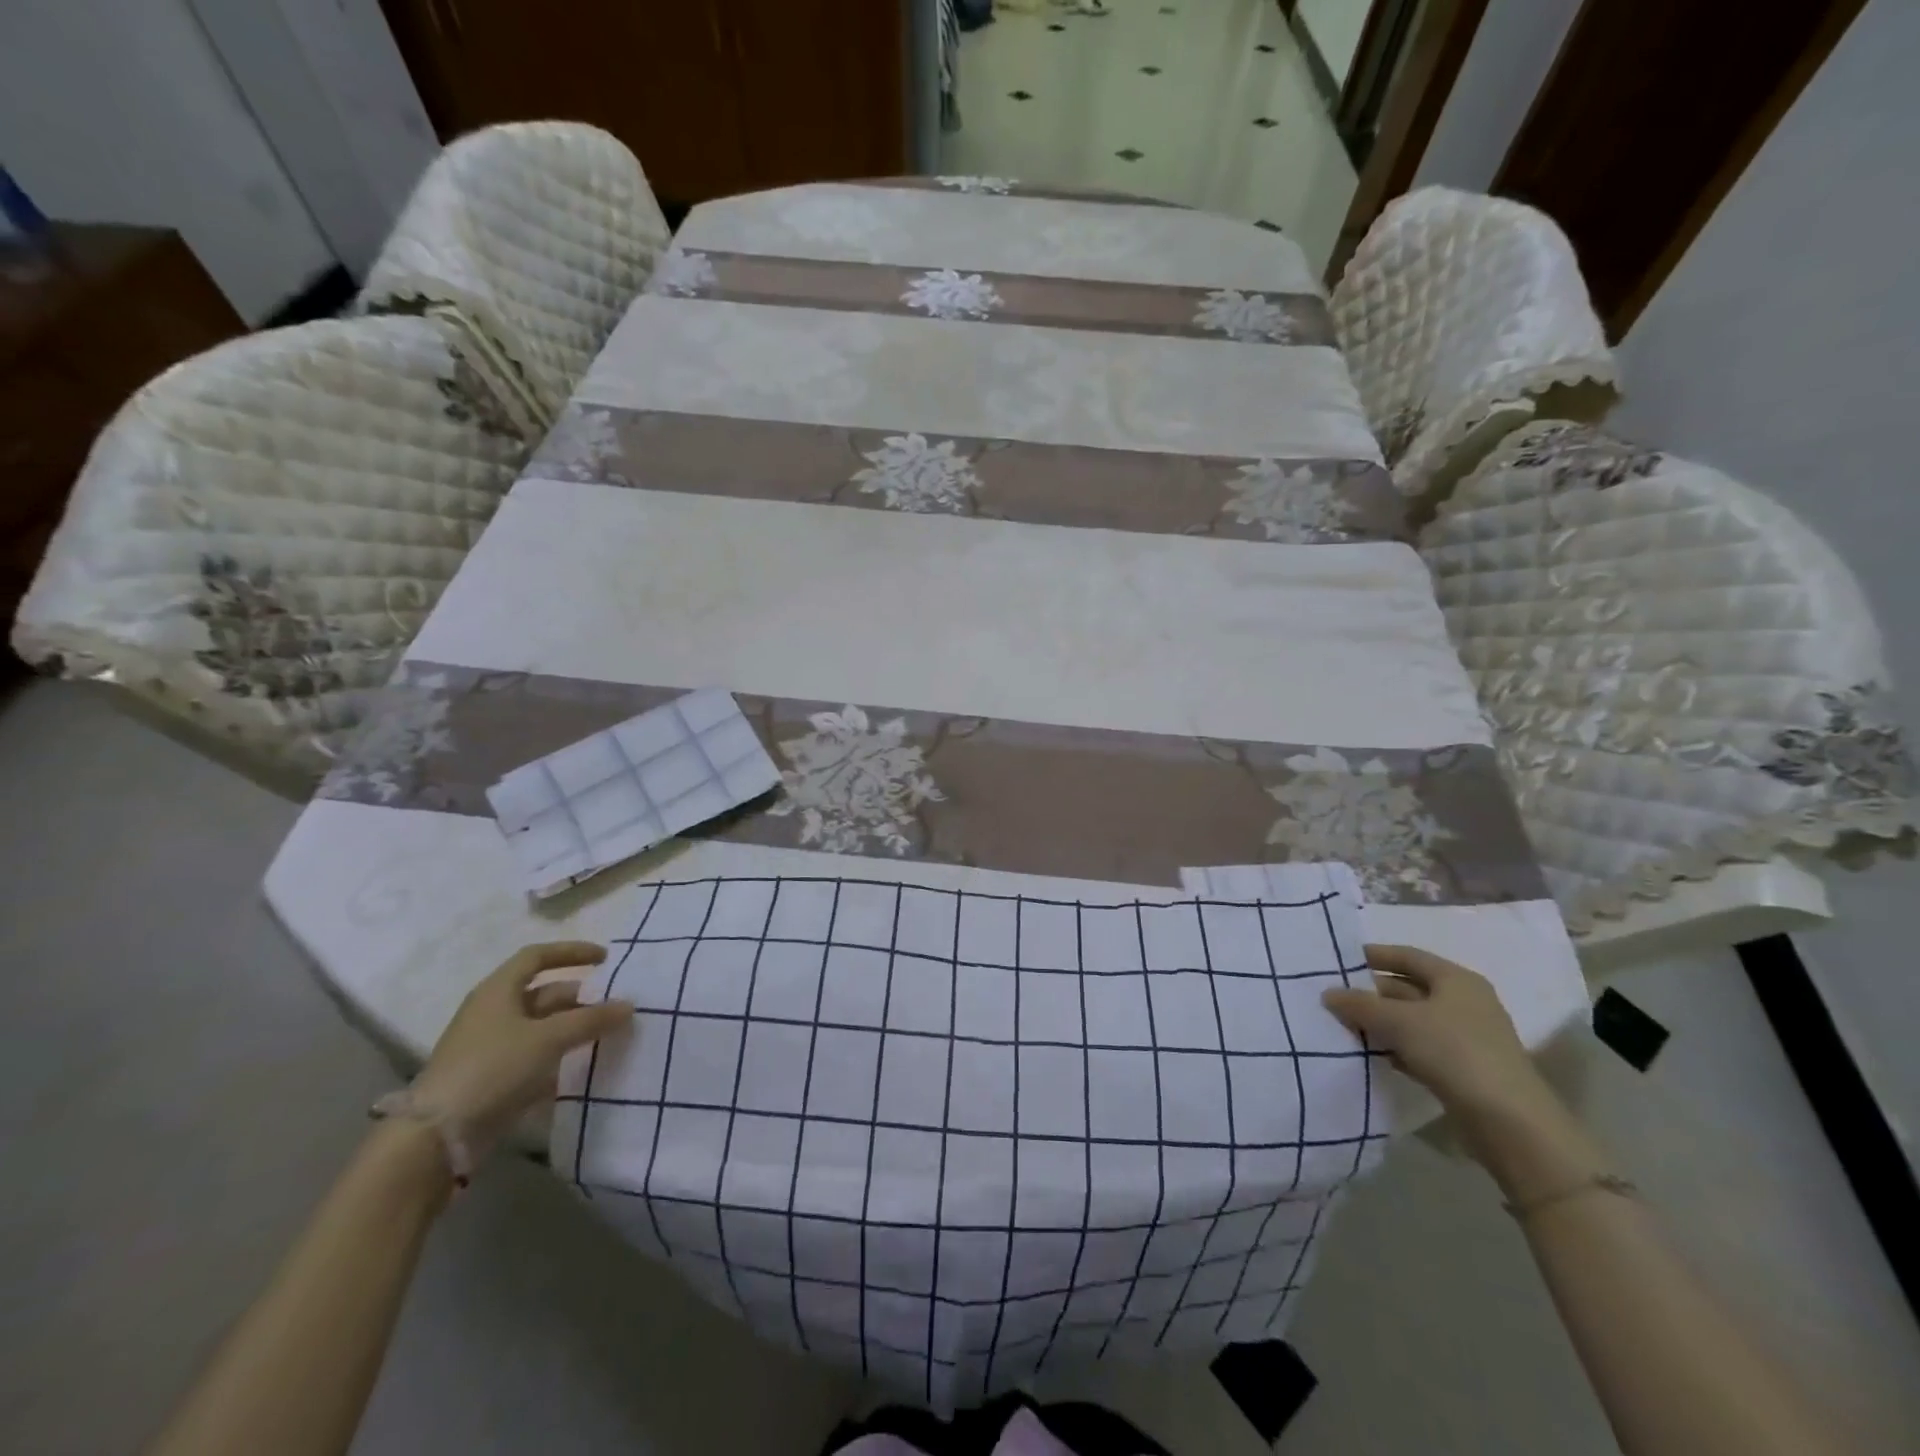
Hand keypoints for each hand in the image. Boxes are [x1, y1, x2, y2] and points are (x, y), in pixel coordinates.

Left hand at [409, 942, 635, 1162]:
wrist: (436, 1136)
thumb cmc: (493, 1068)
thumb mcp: (548, 1038)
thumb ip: (591, 1020)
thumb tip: (629, 1005)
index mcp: (498, 990)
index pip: (537, 956)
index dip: (571, 952)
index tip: (605, 958)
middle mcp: (493, 1012)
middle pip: (544, 993)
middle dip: (581, 997)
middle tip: (615, 1004)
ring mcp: (491, 1047)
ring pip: (541, 1026)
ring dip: (573, 1027)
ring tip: (607, 1034)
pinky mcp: (493, 1078)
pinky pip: (535, 1056)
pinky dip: (560, 1055)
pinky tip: (584, 1065)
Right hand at [1323, 944, 1560, 1135]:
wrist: (1510, 1123)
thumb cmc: (1454, 1052)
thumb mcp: (1398, 1021)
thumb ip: (1360, 1004)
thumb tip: (1328, 993)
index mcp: (1456, 980)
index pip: (1408, 956)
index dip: (1374, 956)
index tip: (1340, 961)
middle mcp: (1464, 1003)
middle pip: (1409, 988)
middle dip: (1372, 993)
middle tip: (1334, 998)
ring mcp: (1466, 1038)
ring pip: (1412, 1021)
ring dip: (1380, 1023)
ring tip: (1343, 1026)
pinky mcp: (1463, 1070)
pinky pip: (1420, 1048)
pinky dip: (1395, 1047)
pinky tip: (1371, 1054)